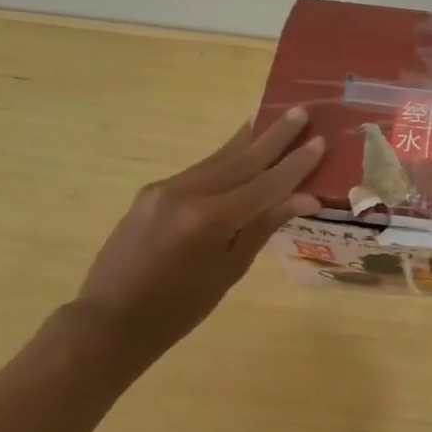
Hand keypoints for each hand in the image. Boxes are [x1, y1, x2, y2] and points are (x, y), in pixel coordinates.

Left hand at [74, 108, 324, 361]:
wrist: (111, 320)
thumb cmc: (180, 308)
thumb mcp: (230, 270)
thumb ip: (264, 226)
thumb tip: (305, 198)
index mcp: (209, 219)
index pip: (265, 184)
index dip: (296, 164)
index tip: (320, 140)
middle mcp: (186, 193)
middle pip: (241, 159)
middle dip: (274, 136)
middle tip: (300, 111)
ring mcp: (165, 189)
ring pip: (218, 159)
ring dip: (249, 140)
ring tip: (271, 118)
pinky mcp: (153, 193)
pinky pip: (200, 170)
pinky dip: (225, 158)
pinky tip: (239, 149)